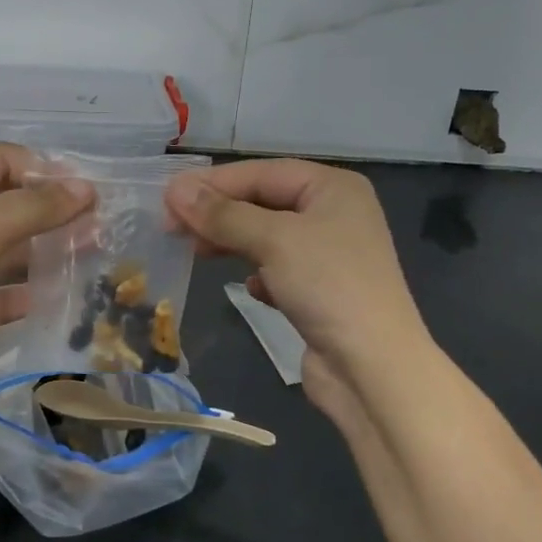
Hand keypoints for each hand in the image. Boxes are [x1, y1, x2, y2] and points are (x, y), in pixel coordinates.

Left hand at [0, 143, 90, 440]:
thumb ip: (36, 206)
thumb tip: (86, 188)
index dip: (43, 170)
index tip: (88, 191)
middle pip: (5, 201)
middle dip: (50, 209)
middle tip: (99, 221)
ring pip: (8, 247)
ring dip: (47, 248)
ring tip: (94, 251)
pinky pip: (3, 289)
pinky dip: (32, 289)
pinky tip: (66, 292)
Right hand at [166, 160, 430, 434]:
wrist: (373, 367)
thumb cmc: (328, 286)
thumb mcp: (273, 240)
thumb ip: (223, 214)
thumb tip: (175, 190)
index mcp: (333, 188)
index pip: (263, 173)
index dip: (214, 183)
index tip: (168, 198)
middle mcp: (335, 214)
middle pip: (264, 202)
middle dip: (220, 214)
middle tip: (173, 227)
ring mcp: (330, 255)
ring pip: (268, 237)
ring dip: (233, 242)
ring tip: (197, 253)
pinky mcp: (322, 291)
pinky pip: (279, 270)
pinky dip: (259, 274)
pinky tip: (249, 288)